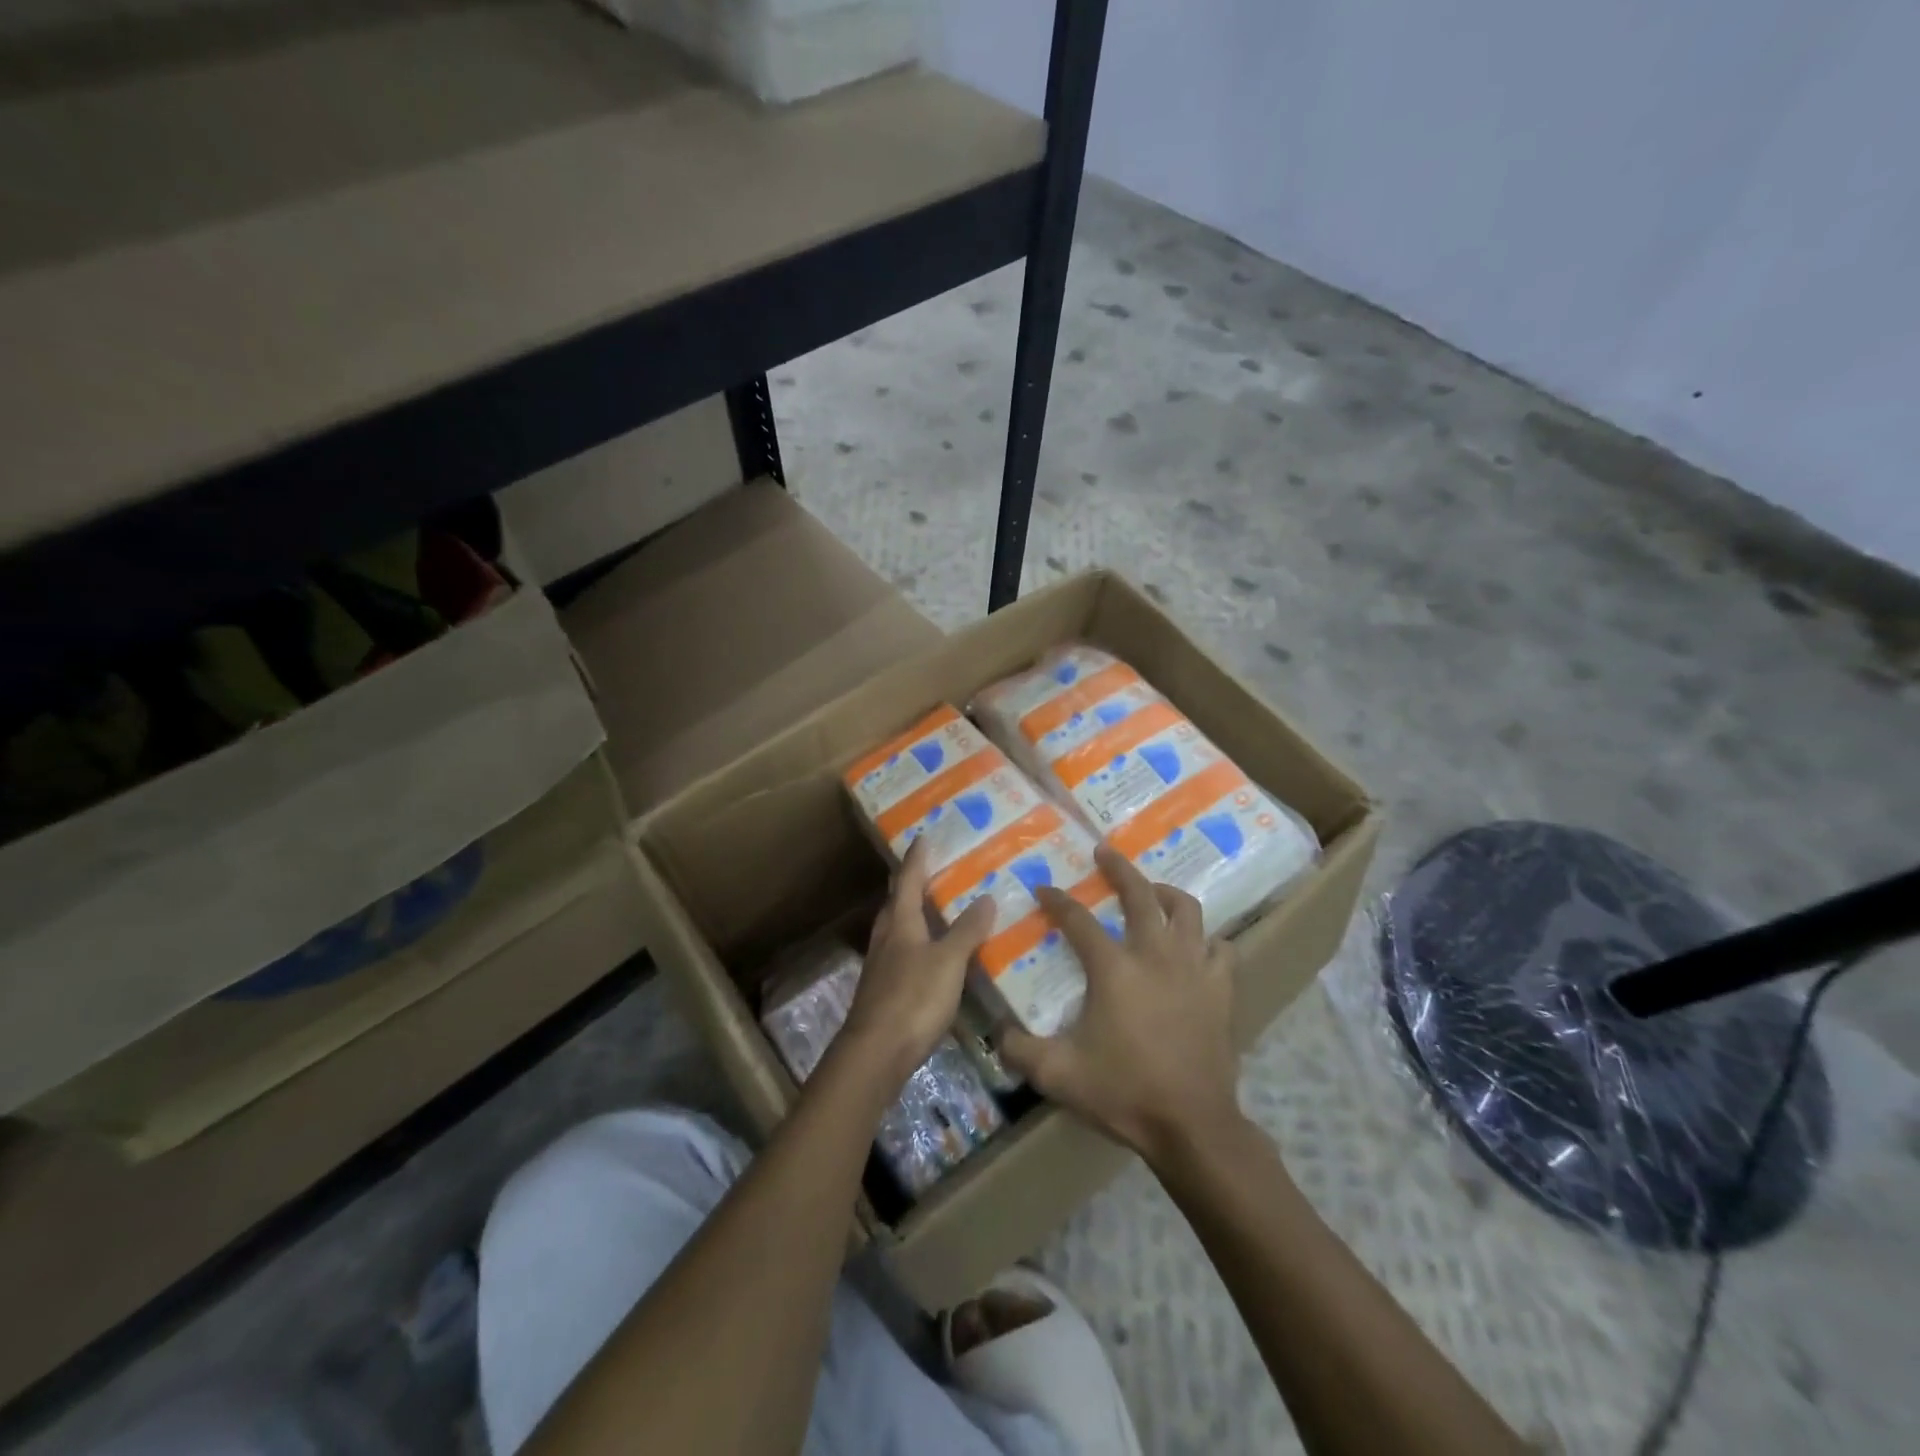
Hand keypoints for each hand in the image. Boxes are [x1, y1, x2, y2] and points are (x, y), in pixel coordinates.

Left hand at [837, 837, 996, 1089]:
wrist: (875, 1053)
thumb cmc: (913, 998)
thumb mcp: (948, 961)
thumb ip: (966, 931)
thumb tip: (986, 897)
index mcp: (900, 923)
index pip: (908, 880)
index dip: (917, 858)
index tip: (923, 836)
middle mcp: (886, 938)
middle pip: (897, 903)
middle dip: (910, 884)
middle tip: (930, 869)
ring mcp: (882, 966)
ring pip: (896, 929)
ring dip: (912, 914)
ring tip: (933, 908)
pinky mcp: (883, 991)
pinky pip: (901, 954)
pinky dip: (916, 945)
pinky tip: (930, 956)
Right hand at [998, 844, 1243, 1164]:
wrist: (1192, 1125)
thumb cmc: (1124, 1093)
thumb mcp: (1058, 1075)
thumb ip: (1019, 1049)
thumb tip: (996, 1031)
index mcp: (1114, 968)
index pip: (1078, 920)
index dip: (1057, 900)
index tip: (1043, 888)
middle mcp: (1155, 954)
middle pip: (1140, 894)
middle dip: (1118, 868)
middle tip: (1104, 852)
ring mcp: (1194, 968)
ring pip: (1186, 910)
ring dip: (1165, 892)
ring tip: (1152, 890)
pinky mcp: (1221, 988)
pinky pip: (1220, 948)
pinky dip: (1206, 939)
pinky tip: (1194, 945)